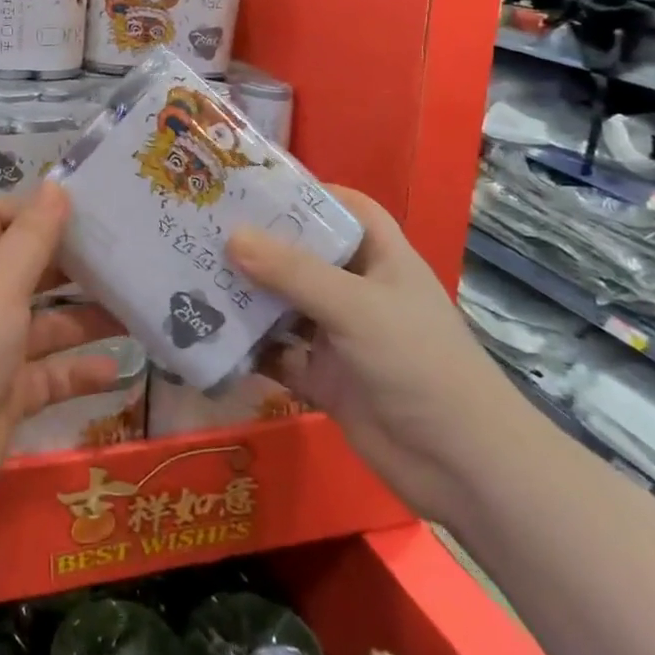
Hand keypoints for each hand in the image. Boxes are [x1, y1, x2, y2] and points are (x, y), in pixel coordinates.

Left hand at [0, 182, 122, 515]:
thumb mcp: (0, 281)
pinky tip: (118, 369)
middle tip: (123, 254)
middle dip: (71, 264)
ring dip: (86, 318)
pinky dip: (81, 372)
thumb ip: (33, 236)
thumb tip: (55, 184)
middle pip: (28, 271)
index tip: (82, 208)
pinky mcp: (9, 394)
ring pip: (47, 325)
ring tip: (136, 308)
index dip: (33, 211)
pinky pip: (52, 375)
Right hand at [225, 186, 523, 527]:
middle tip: (205, 228)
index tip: (256, 187)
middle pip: (305, 257)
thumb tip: (231, 236)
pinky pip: (279, 356)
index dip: (310, 194)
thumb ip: (293, 272)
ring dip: (248, 296)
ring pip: (286, 306)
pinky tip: (208, 337)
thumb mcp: (355, 307)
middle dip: (261, 245)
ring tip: (193, 274)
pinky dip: (250, 349)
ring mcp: (341, 338)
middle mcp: (359, 293)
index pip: (348, 210)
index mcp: (382, 260)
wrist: (461, 466)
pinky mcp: (325, 379)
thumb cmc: (418, 364)